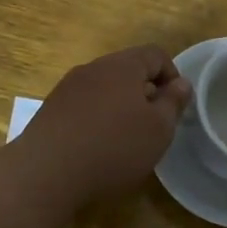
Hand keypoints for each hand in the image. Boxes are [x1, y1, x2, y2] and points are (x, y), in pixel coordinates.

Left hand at [18, 45, 191, 206]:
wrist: (45, 173)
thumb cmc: (113, 148)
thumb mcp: (158, 130)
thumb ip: (173, 103)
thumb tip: (181, 83)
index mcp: (122, 66)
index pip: (156, 54)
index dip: (172, 76)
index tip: (175, 106)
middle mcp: (92, 68)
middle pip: (128, 70)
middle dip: (145, 92)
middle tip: (153, 125)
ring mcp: (67, 88)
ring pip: (104, 88)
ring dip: (120, 106)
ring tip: (125, 139)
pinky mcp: (50, 110)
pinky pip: (84, 105)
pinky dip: (97, 119)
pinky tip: (97, 147)